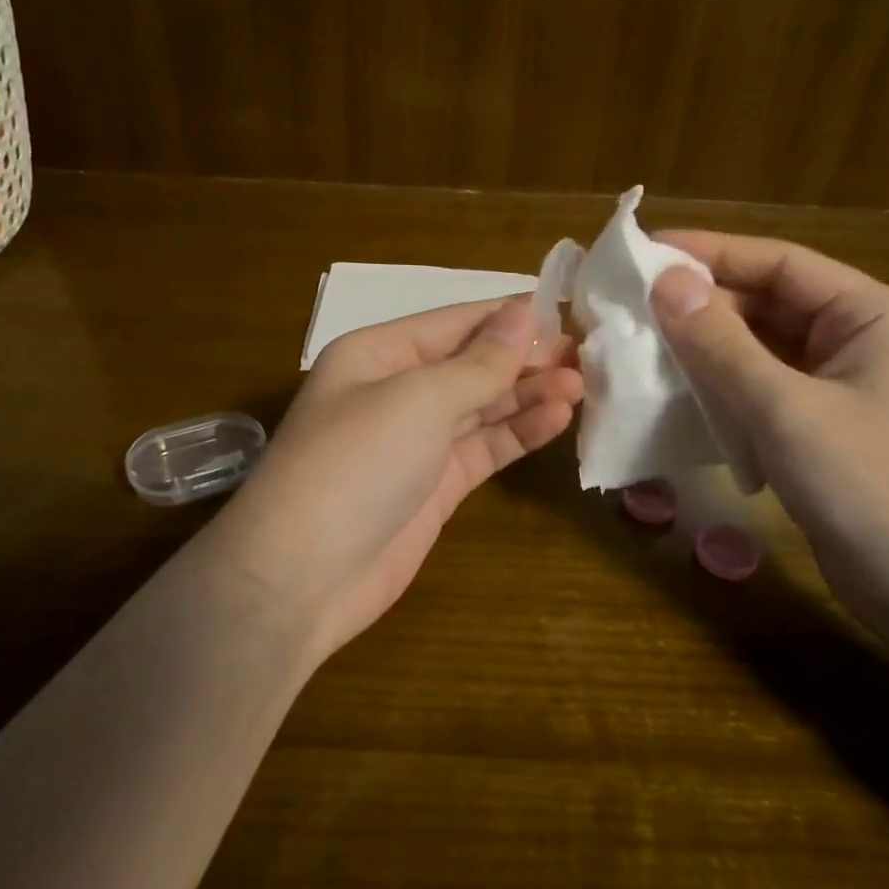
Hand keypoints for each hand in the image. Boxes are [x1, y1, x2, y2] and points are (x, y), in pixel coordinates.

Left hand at [209, 298, 582, 656]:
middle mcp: (396, 390)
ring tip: (581, 387)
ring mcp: (416, 441)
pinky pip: (484, 448)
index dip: (508, 317)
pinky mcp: (435, 486)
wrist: (303, 575)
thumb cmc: (355, 463)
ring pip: (482, 406)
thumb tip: (523, 313)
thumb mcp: (418, 399)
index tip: (567, 313)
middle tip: (585, 358)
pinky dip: (518, 433)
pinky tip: (557, 420)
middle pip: (471, 364)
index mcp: (378, 353)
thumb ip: (478, 362)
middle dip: (524, 359)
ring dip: (528, 395)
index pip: (455, 322)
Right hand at [648, 231, 888, 630]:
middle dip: (703, 304)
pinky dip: (722, 386)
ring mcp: (842, 388)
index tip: (646, 252)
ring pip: (761, 348)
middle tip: (631, 304)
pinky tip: (677, 392)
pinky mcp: (823, 429)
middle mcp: (859, 341)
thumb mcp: (786, 409)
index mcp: (872, 316)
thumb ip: (721, 343)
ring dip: (706, 347)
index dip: (711, 252)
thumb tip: (665, 281)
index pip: (780, 263)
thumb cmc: (871, 489)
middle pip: (769, 303)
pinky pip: (763, 389)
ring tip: (642, 343)